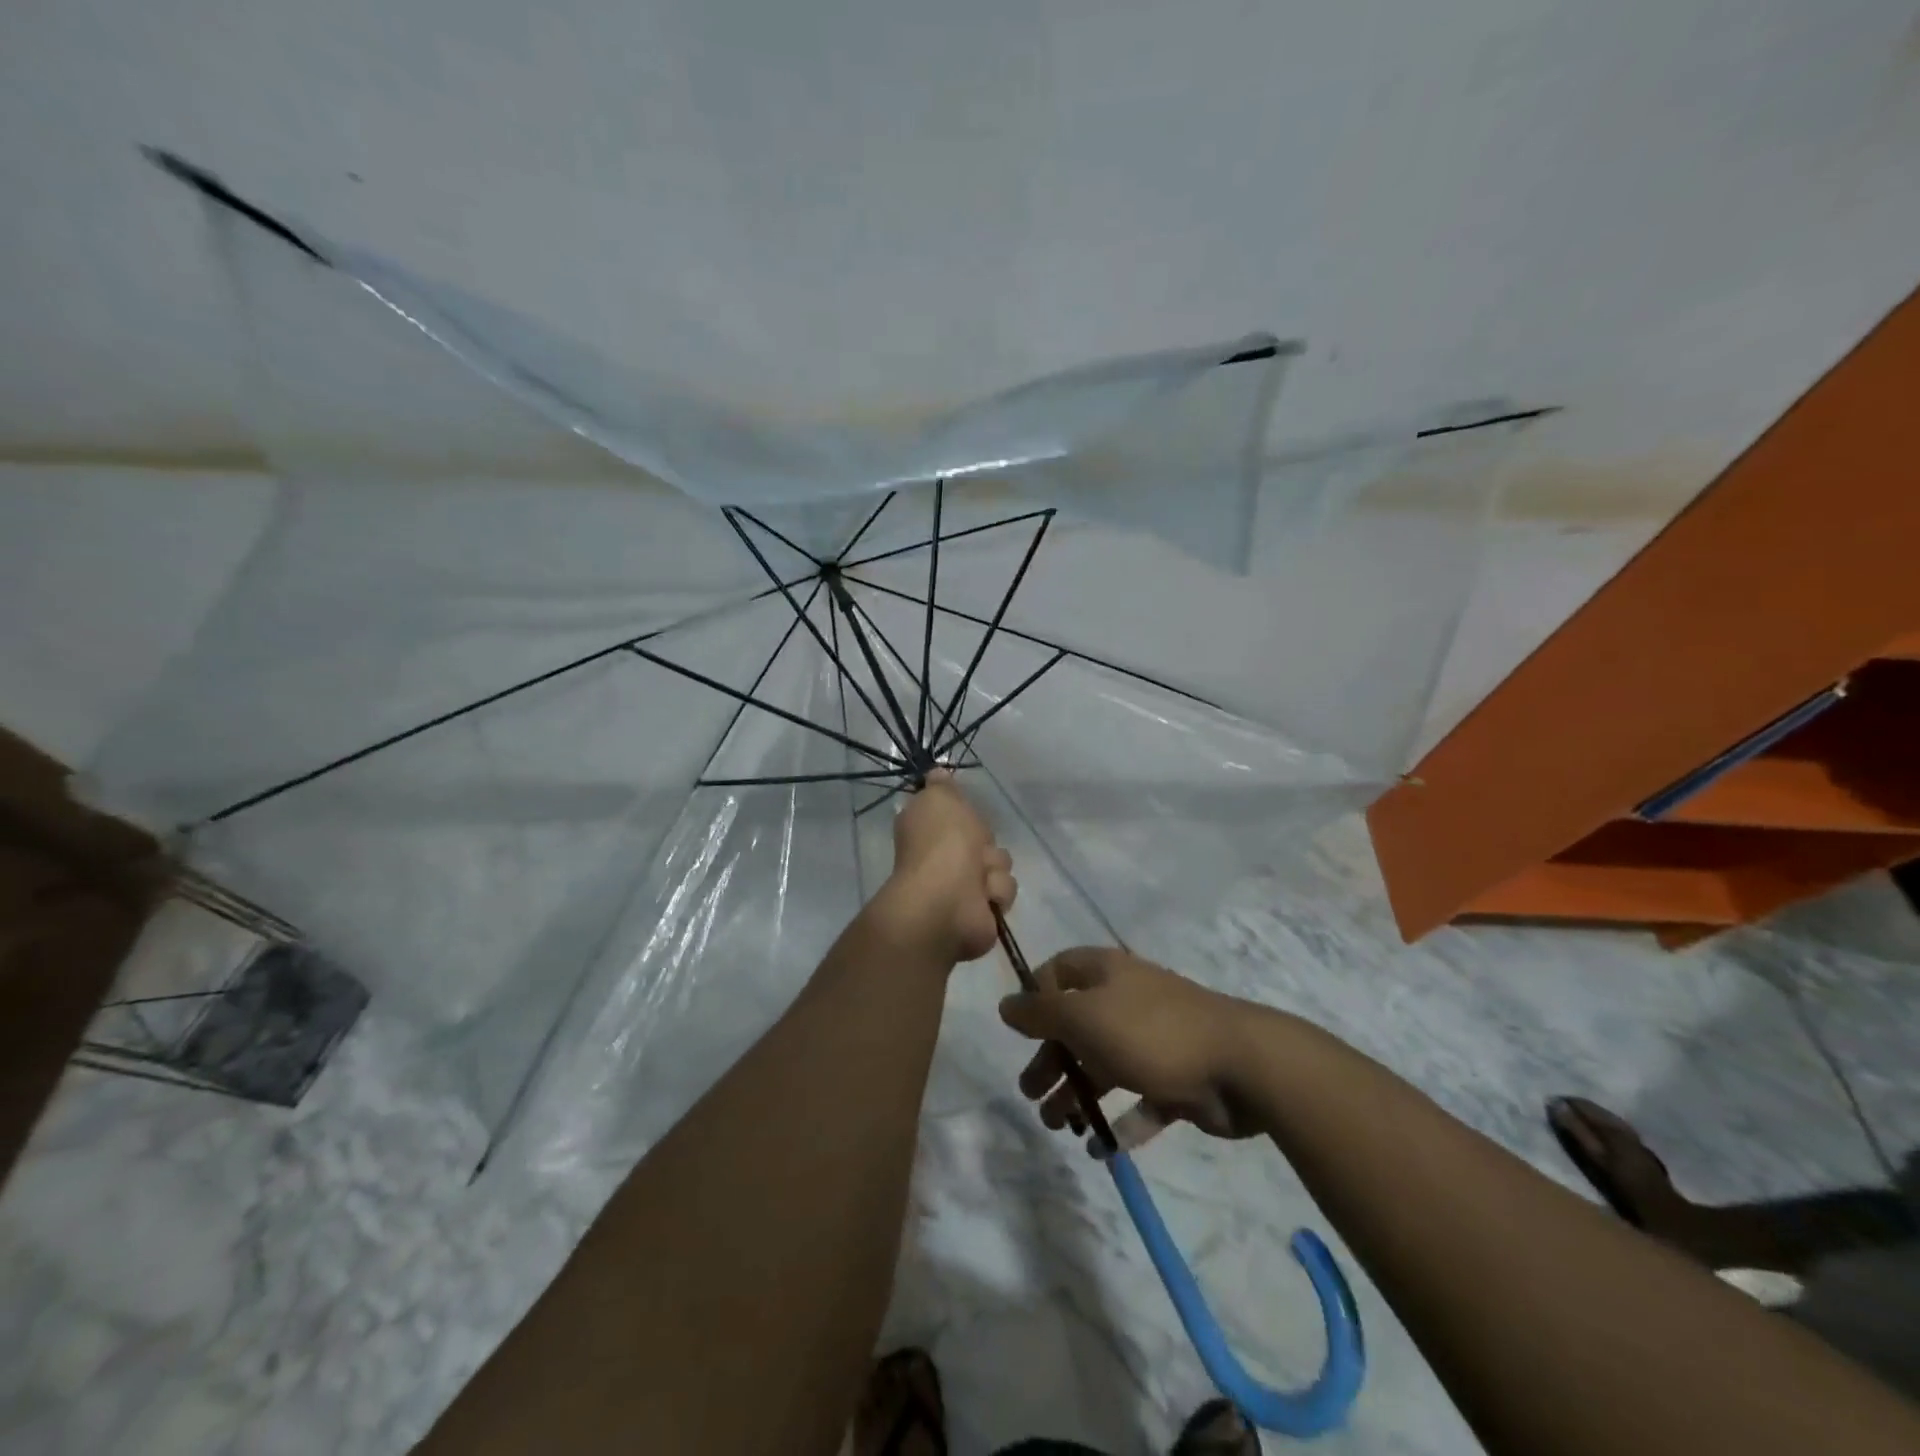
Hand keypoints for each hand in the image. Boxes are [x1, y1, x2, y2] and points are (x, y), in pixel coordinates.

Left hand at [879, 771, 1014, 962]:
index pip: (954, 812)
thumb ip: (940, 784)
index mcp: (927, 828)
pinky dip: (996, 890)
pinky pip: (1005, 889)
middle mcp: (944, 855)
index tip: (963, 810)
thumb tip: (936, 772)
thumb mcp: (938, 798)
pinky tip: (984, 895)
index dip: (963, 810)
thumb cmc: (941, 843)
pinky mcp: (984, 908)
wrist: (948, 899)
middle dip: (985, 839)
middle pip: (983, 835)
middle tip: (974, 844)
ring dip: (993, 867)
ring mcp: (964, 884)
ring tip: (979, 876)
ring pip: (999, 861)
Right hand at [998, 948, 1261, 1144]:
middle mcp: (1128, 1000)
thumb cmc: (1150, 1032)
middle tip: (1031, 1094)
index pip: (1060, 970)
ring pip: (1105, 1065)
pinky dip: (1120, 1121)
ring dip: (1078, 1093)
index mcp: (1106, 974)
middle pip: (1077, 1025)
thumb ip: (1040, 1012)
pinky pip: (1141, 1100)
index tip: (1021, 1031)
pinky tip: (1102, 1146)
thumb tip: (1005, 1004)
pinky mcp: (1177, 1078)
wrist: (1241, 1066)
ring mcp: (1155, 1040)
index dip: (1037, 995)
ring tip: (1058, 1126)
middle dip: (1051, 1058)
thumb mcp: (1083, 1017)